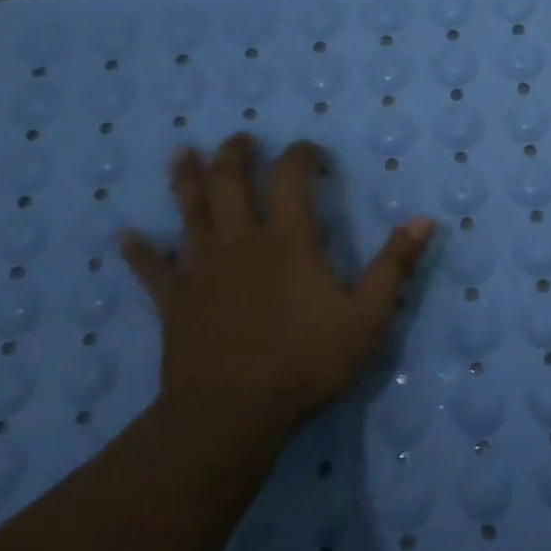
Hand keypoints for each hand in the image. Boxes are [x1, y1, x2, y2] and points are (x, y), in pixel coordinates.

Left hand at [118, 134, 436, 431]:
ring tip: (183, 153)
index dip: (300, 156)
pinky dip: (139, 251)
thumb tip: (424, 220)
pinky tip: (126, 235)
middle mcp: (241, 243)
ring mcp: (202, 271)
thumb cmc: (307, 361)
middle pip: (230, 184)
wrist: (233, 412)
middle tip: (241, 138)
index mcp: (289, 241)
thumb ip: (394, 266)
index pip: (293, 179)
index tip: (308, 149)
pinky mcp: (174, 302)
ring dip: (186, 180)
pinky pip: (153, 270)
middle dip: (236, 155)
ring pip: (190, 213)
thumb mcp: (368, 316)